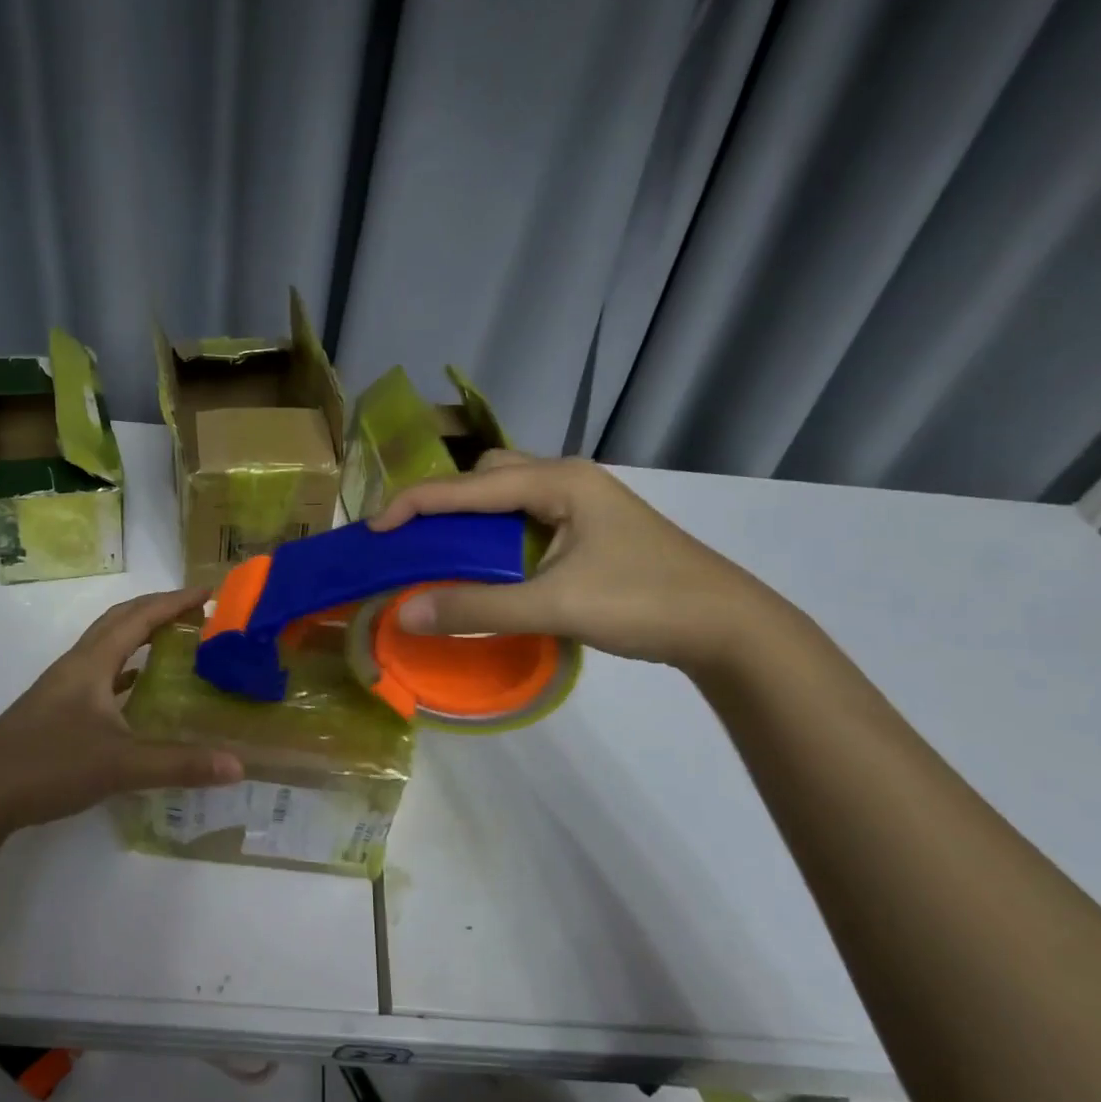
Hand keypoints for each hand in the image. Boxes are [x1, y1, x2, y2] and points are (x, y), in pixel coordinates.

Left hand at [0, 588, 243, 838]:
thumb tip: (238, 765)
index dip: (174, 601)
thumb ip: (179, 764)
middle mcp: (75, 667)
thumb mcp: (120, 766)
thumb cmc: (48, 767)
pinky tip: (141, 691)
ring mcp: (62, 689)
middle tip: (197, 611)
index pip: (139, 617)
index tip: (209, 590)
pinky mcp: (55, 712)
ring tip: (176, 641)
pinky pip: (100, 676)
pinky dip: (126, 671)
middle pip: (119, 622)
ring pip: (107, 648)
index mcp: (90, 664)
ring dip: (140, 636)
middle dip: (158, 609)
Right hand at [369, 451, 787, 674]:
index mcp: (557, 480)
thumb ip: (476, 607)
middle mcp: (566, 478)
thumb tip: (404, 613)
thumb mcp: (554, 605)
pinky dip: (494, 534)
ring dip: (470, 517)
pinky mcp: (589, 527)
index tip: (372, 532)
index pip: (466, 485)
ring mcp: (581, 501)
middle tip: (411, 540)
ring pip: (506, 495)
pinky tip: (487, 564)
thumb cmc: (643, 602)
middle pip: (485, 475)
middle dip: (443, 501)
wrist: (728, 626)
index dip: (413, 504)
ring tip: (441, 552)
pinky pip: (524, 517)